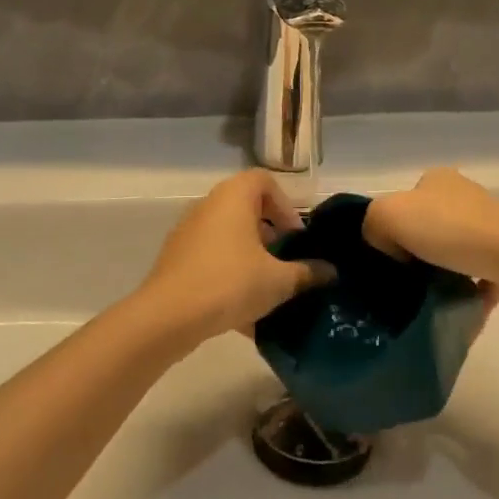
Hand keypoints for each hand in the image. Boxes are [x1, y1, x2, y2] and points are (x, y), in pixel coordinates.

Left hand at [137, 171, 334, 341]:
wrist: (168, 317)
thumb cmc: (230, 283)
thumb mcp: (278, 280)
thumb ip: (307, 273)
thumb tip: (331, 272)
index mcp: (234, 196)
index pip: (264, 181)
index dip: (285, 205)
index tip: (295, 237)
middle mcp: (209, 205)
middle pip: (246, 208)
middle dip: (270, 235)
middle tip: (285, 262)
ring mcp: (188, 232)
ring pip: (229, 237)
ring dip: (250, 258)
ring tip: (267, 291)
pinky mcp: (176, 259)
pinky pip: (212, 259)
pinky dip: (230, 276)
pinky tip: (243, 314)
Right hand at [362, 168, 498, 308]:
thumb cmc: (449, 229)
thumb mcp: (388, 214)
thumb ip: (372, 224)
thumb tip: (383, 246)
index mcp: (436, 180)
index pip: (403, 202)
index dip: (390, 229)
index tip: (386, 258)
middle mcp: (463, 196)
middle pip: (427, 227)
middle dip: (415, 254)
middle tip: (402, 283)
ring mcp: (489, 226)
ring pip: (454, 253)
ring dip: (442, 274)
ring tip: (426, 300)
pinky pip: (478, 277)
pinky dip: (467, 292)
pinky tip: (455, 309)